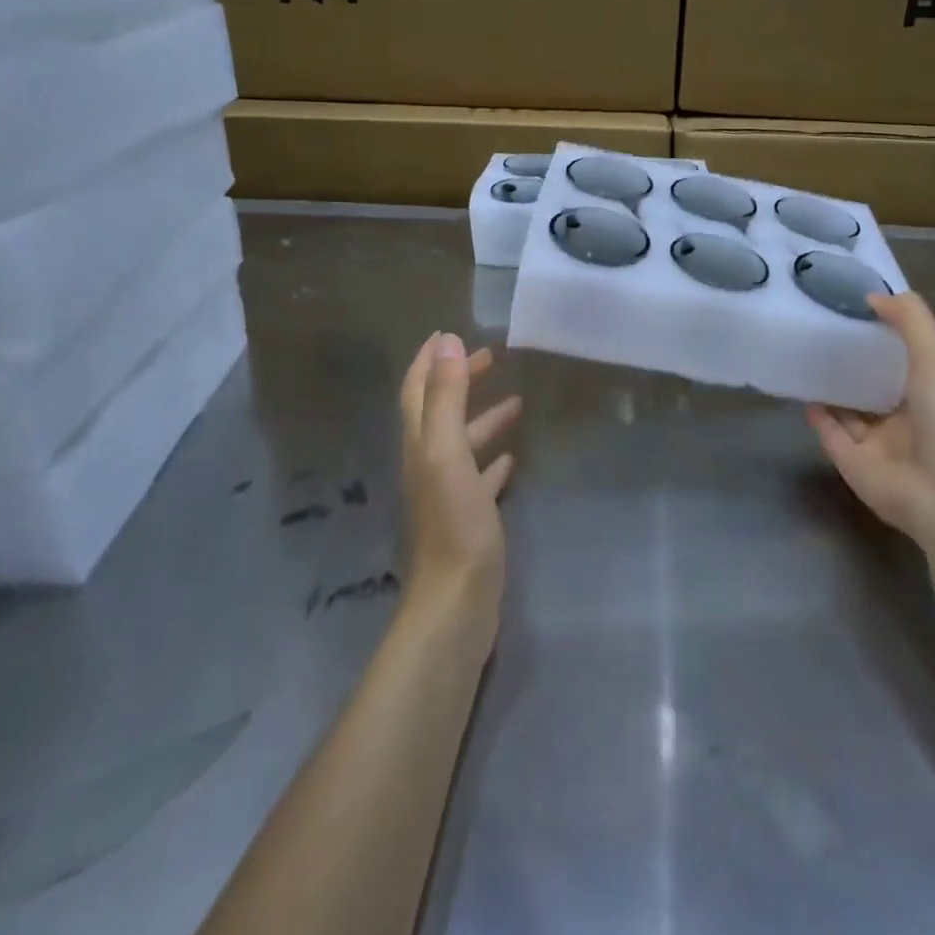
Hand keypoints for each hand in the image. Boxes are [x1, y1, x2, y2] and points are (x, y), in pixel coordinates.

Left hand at [397, 333, 522, 644]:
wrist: (457, 602)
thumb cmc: (453, 522)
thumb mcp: (448, 451)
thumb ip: (446, 397)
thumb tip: (447, 341)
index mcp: (420, 443)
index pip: (418, 389)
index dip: (430, 359)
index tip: (450, 332)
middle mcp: (429, 462)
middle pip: (443, 410)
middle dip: (461, 380)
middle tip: (492, 357)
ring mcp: (448, 492)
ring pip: (464, 442)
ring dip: (484, 417)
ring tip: (516, 401)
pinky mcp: (468, 517)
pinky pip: (480, 477)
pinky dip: (493, 460)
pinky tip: (513, 457)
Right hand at [808, 292, 934, 544]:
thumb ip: (910, 319)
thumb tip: (873, 297)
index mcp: (933, 395)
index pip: (906, 363)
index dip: (884, 339)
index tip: (854, 313)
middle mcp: (907, 420)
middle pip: (875, 389)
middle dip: (853, 365)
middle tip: (821, 334)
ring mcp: (879, 446)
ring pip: (850, 413)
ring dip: (833, 391)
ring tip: (806, 361)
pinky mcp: (853, 465)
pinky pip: (831, 436)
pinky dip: (819, 418)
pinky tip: (805, 394)